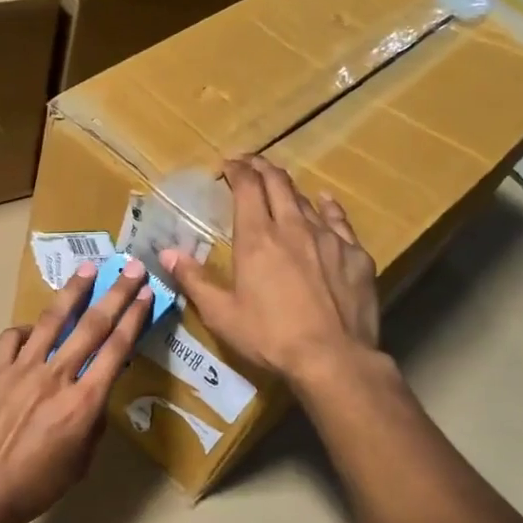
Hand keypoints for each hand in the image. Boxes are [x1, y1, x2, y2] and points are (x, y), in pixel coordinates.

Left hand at [0, 258, 152, 522]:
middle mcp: (57, 376)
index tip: (146, 294)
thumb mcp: (83, 460)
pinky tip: (35, 327)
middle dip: (116, 293)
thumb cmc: (38, 484)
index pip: (116, 349)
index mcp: (84, 402)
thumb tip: (93, 392)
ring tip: (88, 268)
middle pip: (92, 325)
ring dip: (74, 291)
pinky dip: (28, 327)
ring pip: (53, 320)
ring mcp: (22, 369)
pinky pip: (13, 337)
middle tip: (131, 267)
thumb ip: (93, 420)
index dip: (134, 318)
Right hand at [162, 156, 380, 383]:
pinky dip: (327, 206)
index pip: (247, 187)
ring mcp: (328, 238)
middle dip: (261, 168)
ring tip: (279, 186)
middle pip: (278, 184)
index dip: (237, 170)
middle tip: (250, 164)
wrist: (333, 358)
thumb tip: (167, 254)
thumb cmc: (269, 337)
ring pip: (306, 200)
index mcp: (257, 239)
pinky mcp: (355, 255)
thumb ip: (194, 280)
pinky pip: (339, 220)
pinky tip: (324, 202)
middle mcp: (293, 227)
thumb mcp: (221, 314)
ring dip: (289, 189)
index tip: (228, 164)